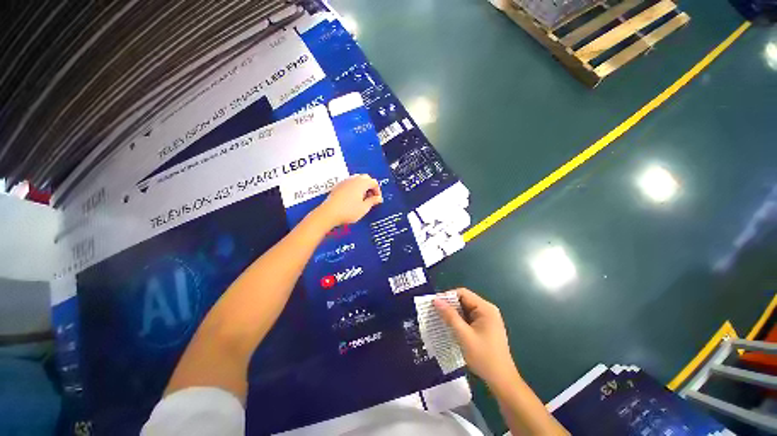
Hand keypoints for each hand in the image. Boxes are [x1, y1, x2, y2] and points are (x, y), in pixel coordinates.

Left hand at [317, 174, 382, 228]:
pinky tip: (353, 199)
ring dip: (362, 187)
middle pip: (366, 178)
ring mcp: (344, 182)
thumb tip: (378, 198)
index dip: (377, 191)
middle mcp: (353, 180)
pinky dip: (354, 188)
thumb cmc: (347, 211)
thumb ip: (373, 201)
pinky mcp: (338, 186)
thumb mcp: (364, 208)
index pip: (374, 182)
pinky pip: (350, 183)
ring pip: (357, 180)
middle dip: (370, 187)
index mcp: (361, 183)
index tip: (377, 199)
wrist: (329, 213)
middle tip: (371, 198)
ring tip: (362, 199)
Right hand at [434, 288, 519, 385]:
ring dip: (453, 314)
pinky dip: (458, 321)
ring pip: (465, 310)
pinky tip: (449, 327)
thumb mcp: (464, 336)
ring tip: (439, 319)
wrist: (502, 381)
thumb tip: (436, 300)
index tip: (434, 304)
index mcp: (485, 308)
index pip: (463, 293)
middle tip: (434, 312)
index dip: (447, 296)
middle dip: (449, 305)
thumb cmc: (484, 357)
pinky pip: (468, 318)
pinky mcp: (484, 327)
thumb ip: (450, 316)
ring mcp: (486, 319)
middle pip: (464, 300)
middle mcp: (487, 310)